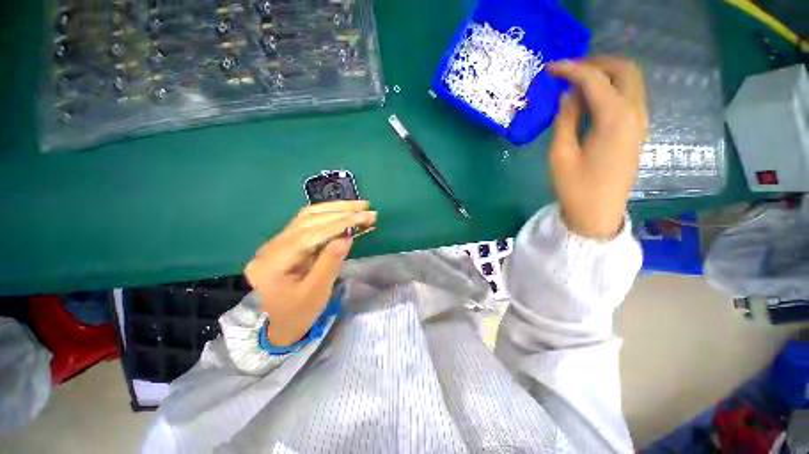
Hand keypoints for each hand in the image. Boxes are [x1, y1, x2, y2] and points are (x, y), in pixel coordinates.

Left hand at [244, 201, 376, 346]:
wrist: (281, 324)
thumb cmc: (300, 313)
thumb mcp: (317, 291)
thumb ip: (330, 262)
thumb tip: (347, 236)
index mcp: (273, 263)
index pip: (310, 234)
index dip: (339, 224)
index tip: (364, 217)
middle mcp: (271, 246)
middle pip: (307, 220)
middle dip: (340, 212)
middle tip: (367, 209)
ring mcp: (277, 242)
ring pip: (307, 216)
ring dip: (335, 209)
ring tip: (359, 206)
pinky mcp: (286, 241)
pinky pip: (308, 222)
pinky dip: (329, 216)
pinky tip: (344, 212)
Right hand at [547, 57, 648, 239]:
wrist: (598, 214)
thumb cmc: (575, 188)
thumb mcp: (561, 154)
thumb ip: (565, 120)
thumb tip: (568, 95)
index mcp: (614, 119)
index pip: (595, 79)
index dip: (571, 69)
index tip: (550, 68)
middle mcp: (634, 113)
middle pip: (624, 69)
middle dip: (596, 62)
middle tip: (568, 70)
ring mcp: (640, 122)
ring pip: (630, 81)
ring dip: (605, 73)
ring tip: (576, 82)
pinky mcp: (637, 130)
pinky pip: (629, 96)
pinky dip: (611, 88)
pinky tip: (590, 99)